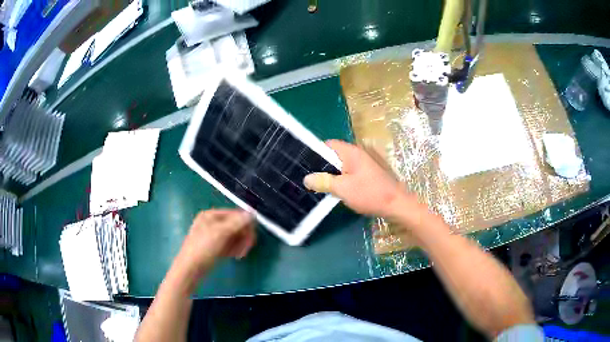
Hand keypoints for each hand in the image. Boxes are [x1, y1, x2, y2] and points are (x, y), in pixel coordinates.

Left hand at [177, 209, 255, 271]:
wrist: (190, 269)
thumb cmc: (203, 249)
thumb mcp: (221, 233)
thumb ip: (237, 222)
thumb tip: (252, 213)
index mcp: (211, 215)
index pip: (235, 214)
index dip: (245, 224)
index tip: (252, 237)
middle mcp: (212, 223)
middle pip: (235, 225)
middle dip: (243, 236)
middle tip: (246, 248)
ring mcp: (213, 236)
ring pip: (233, 236)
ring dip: (240, 244)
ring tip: (239, 254)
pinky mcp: (215, 247)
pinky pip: (229, 244)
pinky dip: (234, 249)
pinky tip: (235, 256)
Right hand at [304, 140, 406, 216]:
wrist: (396, 205)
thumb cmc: (370, 194)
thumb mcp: (343, 189)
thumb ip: (323, 181)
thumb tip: (306, 178)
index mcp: (351, 152)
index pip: (328, 144)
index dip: (315, 153)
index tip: (304, 165)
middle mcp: (358, 154)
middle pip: (334, 155)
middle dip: (321, 166)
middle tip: (308, 178)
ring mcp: (364, 165)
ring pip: (341, 166)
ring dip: (331, 175)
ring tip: (317, 185)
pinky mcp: (367, 175)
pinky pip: (348, 173)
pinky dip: (340, 179)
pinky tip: (334, 190)